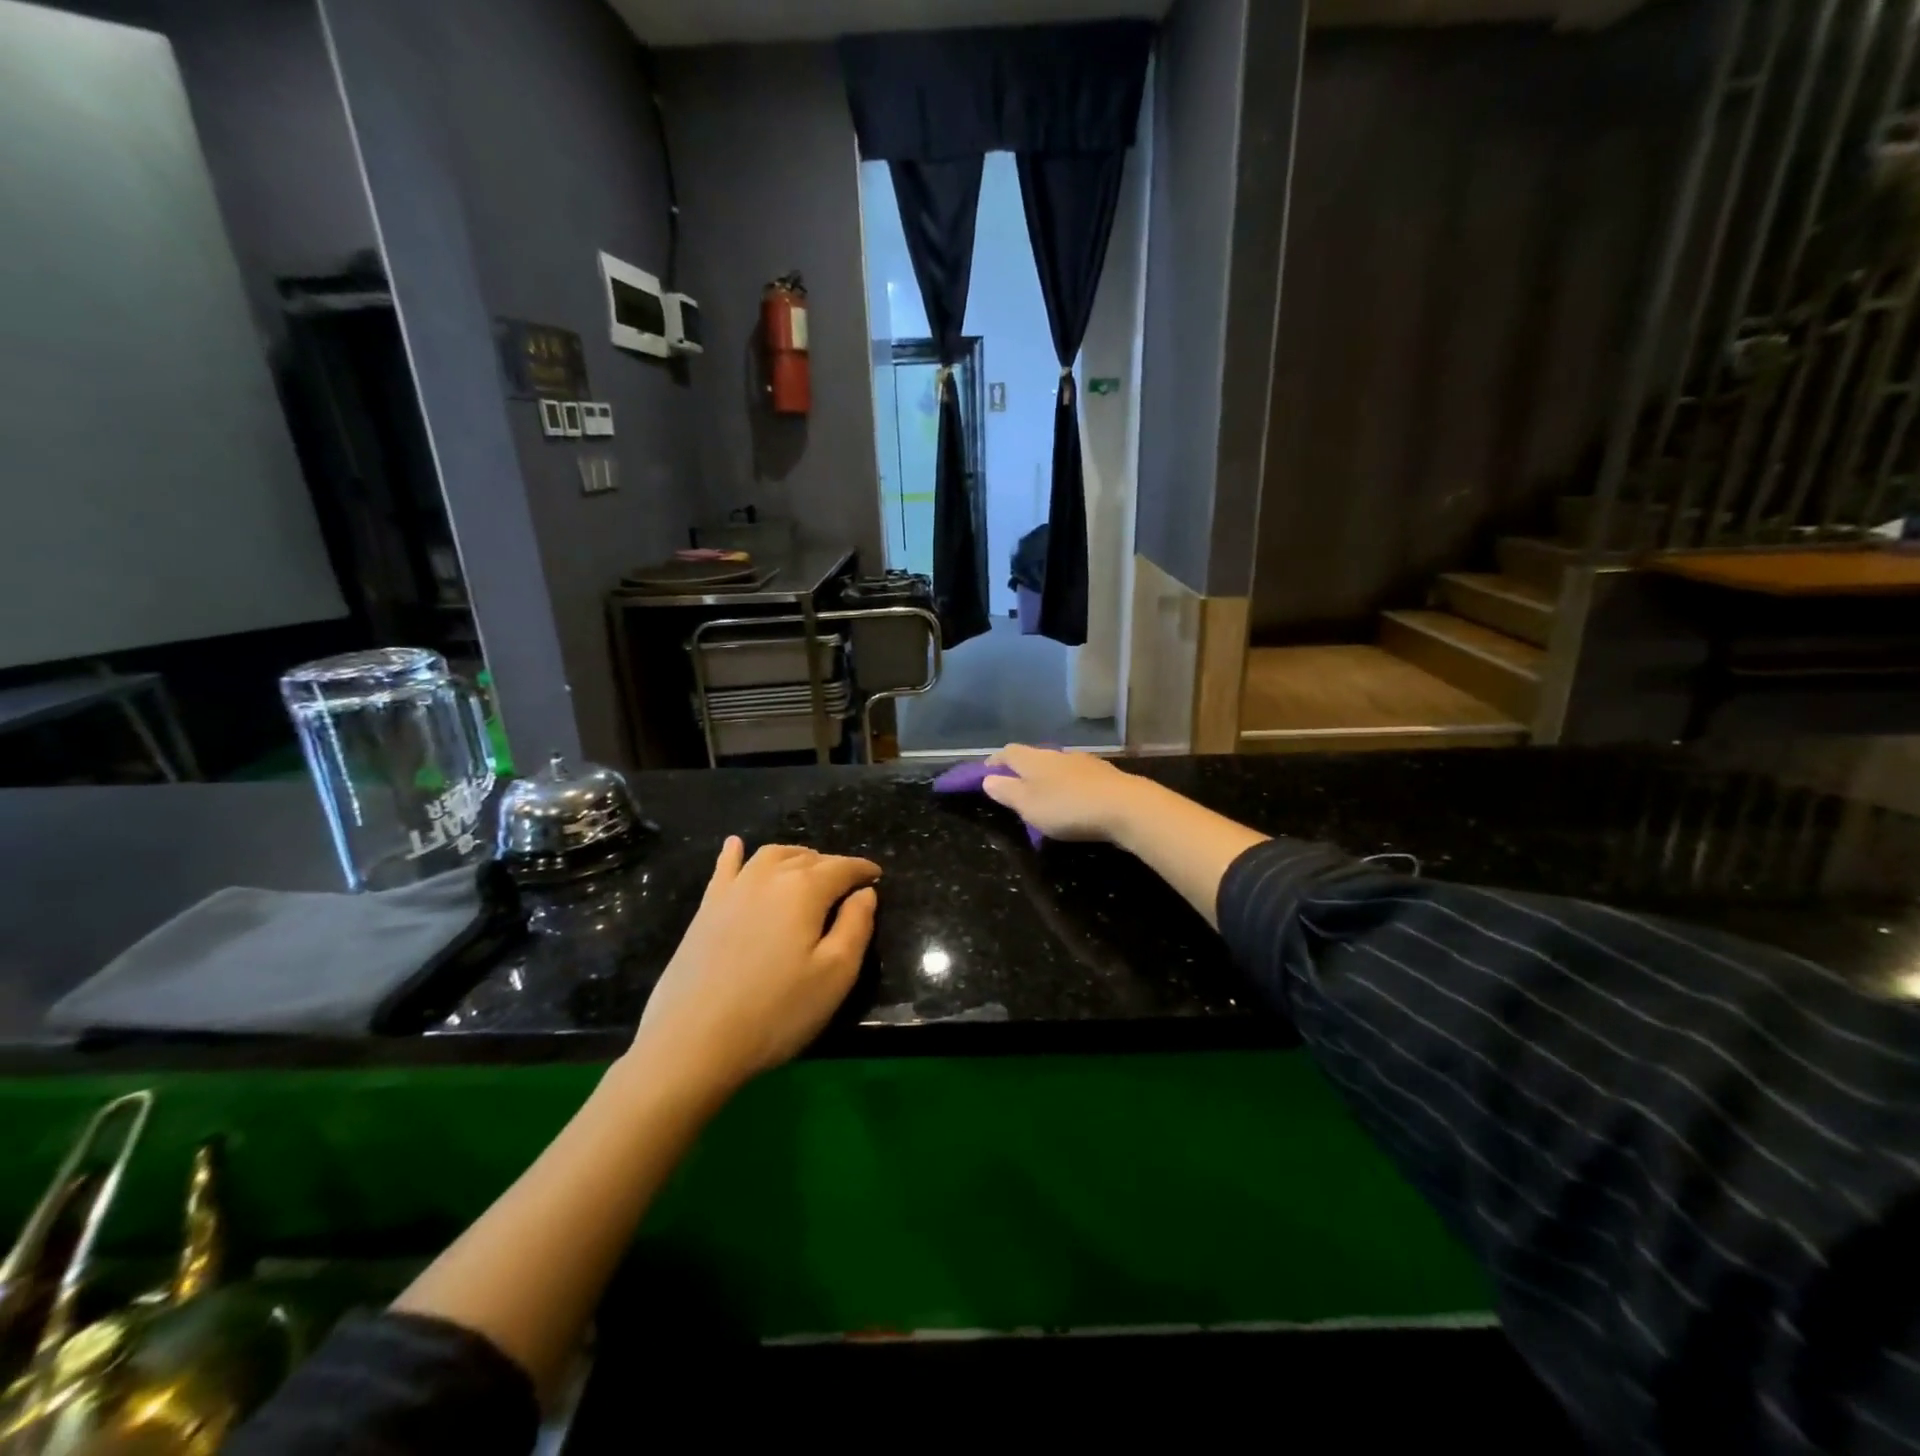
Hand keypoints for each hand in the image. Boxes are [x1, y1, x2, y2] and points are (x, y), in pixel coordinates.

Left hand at [627, 838, 879, 1101]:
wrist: (693, 1041)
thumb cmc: (776, 1011)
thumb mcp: (835, 974)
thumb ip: (856, 926)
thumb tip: (864, 893)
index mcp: (805, 889)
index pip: (842, 867)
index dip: (863, 870)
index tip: (877, 877)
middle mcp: (768, 877)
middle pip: (808, 858)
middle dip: (831, 866)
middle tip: (846, 887)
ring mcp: (733, 890)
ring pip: (771, 856)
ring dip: (795, 857)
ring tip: (808, 871)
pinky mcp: (706, 908)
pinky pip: (725, 868)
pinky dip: (735, 853)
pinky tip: (735, 846)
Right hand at [981, 744, 1156, 843]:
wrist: (1126, 807)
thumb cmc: (1068, 807)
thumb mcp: (1028, 805)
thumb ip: (1006, 791)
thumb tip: (988, 780)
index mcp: (1034, 759)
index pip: (1008, 752)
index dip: (995, 762)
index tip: (985, 774)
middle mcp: (1058, 754)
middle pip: (1033, 756)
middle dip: (1021, 770)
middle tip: (1014, 789)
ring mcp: (1084, 762)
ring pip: (1057, 766)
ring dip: (1047, 778)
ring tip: (1044, 798)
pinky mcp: (1105, 776)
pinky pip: (1078, 778)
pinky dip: (1069, 786)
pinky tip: (1073, 801)